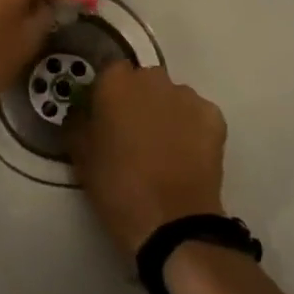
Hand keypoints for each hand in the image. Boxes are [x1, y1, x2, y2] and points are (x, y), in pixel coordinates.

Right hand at [69, 63, 227, 258]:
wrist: (171, 222)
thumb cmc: (117, 186)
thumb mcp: (80, 155)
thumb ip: (78, 122)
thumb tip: (83, 111)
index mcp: (116, 83)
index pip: (108, 72)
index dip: (106, 94)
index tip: (104, 116)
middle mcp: (153, 79)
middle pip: (143, 81)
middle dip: (138, 100)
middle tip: (132, 134)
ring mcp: (188, 96)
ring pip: (171, 97)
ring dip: (165, 113)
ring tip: (162, 148)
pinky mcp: (214, 117)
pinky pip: (196, 114)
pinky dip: (191, 128)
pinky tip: (185, 155)